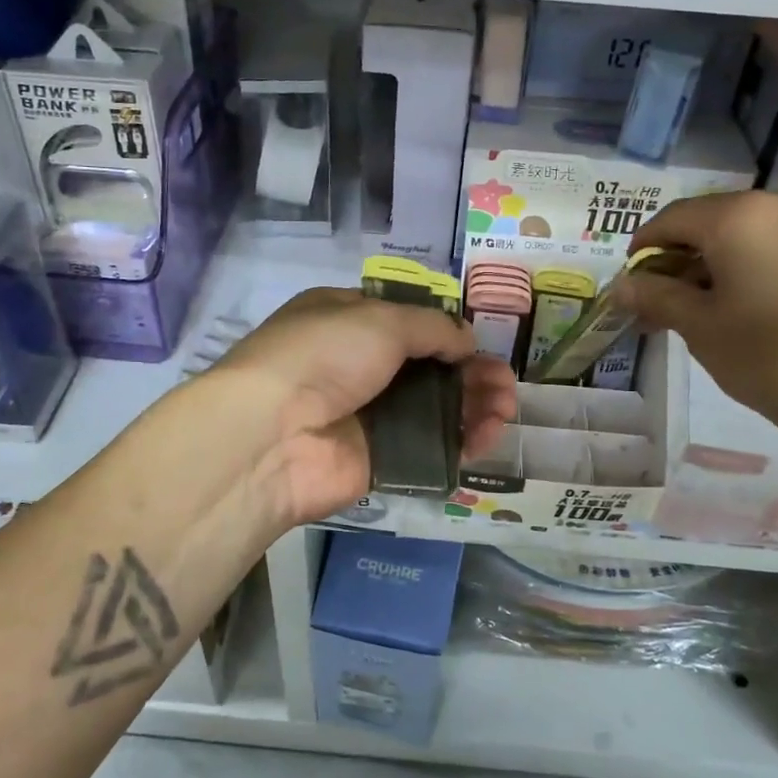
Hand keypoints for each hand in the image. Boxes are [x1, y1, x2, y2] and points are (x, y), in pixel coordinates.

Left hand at [205, 288, 517, 526]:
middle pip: (429, 367)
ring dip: (475, 405)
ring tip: (505, 409)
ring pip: (435, 407)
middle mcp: (359, 365)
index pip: (407, 321)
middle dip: (472, 372)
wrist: (273, 434)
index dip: (446, 331)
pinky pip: (430, 446)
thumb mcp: (380, 320)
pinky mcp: (380, 457)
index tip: (477, 342)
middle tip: (505, 385)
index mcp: (349, 320)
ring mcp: (369, 413)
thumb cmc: (323, 355)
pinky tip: (487, 436)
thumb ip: (432, 327)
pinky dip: (461, 441)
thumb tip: (465, 340)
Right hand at [618, 191, 777, 456]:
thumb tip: (620, 285)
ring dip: (714, 264)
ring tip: (698, 309)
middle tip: (660, 302)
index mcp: (739, 214)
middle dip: (680, 259)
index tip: (630, 283)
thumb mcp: (699, 326)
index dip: (644, 249)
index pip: (672, 219)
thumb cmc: (769, 355)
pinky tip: (742, 305)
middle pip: (711, 222)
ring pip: (746, 234)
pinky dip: (750, 266)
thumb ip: (655, 296)